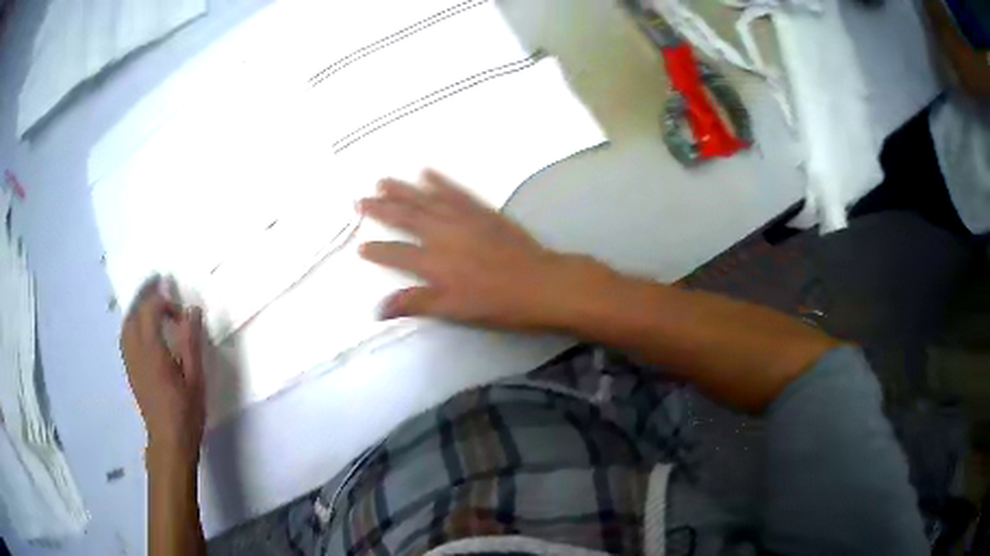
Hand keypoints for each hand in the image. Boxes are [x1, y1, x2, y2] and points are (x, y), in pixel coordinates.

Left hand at [120, 277, 205, 467]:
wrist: (169, 441)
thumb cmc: (186, 412)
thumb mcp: (196, 378)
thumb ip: (191, 342)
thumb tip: (192, 310)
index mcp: (153, 351)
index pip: (150, 311)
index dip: (163, 300)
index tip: (179, 306)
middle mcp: (136, 351)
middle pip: (134, 312)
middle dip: (145, 294)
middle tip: (159, 283)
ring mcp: (130, 361)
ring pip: (126, 323)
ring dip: (137, 307)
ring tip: (149, 301)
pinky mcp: (130, 370)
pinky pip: (125, 336)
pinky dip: (132, 322)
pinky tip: (142, 327)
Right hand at [358, 170, 610, 329]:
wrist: (541, 283)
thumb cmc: (498, 303)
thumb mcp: (454, 310)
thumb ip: (416, 304)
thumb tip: (378, 309)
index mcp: (434, 262)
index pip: (396, 254)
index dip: (377, 251)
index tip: (361, 246)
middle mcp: (443, 234)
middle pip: (406, 218)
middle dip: (381, 209)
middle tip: (360, 200)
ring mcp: (463, 218)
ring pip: (426, 200)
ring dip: (403, 190)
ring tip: (383, 181)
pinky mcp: (482, 211)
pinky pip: (456, 192)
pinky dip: (440, 181)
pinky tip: (427, 172)